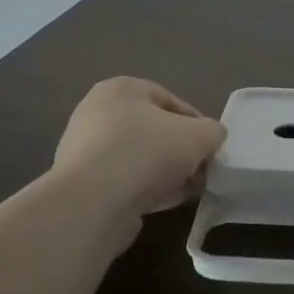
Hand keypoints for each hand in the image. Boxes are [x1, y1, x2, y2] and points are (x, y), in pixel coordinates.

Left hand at [53, 78, 226, 217]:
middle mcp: (97, 113)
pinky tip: (164, 204)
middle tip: (201, 172)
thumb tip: (211, 139)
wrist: (92, 203)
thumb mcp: (199, 135)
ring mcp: (84, 150)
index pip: (171, 101)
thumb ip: (212, 131)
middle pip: (154, 131)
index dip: (198, 125)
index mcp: (121, 89)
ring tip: (186, 191)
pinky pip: (123, 181)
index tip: (211, 149)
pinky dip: (145, 189)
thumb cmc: (147, 153)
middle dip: (181, 152)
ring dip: (166, 173)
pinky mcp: (80, 184)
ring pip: (140, 158)